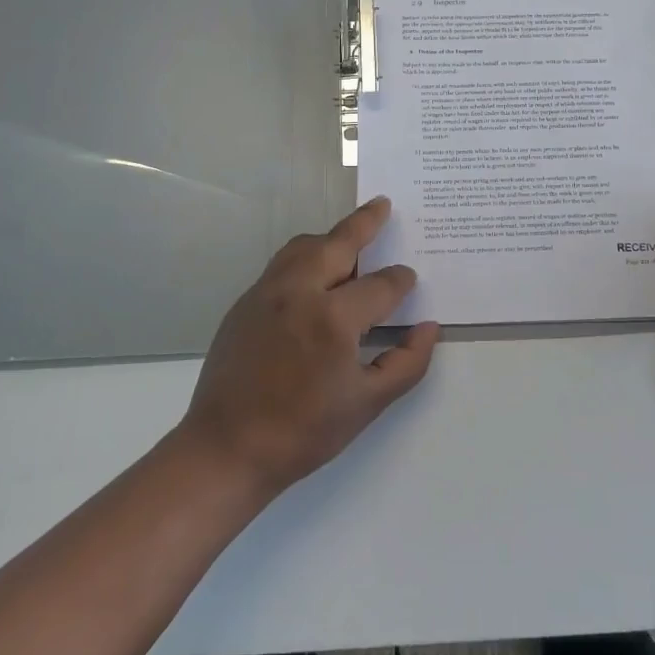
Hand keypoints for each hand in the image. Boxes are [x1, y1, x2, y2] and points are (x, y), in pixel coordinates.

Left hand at [177, 197, 440, 496]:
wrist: (227, 449)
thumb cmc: (304, 431)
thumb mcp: (367, 404)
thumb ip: (406, 363)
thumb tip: (428, 328)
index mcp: (333, 318)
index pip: (381, 285)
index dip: (401, 281)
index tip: (409, 281)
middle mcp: (299, 292)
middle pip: (338, 242)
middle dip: (365, 222)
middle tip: (382, 205)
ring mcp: (267, 292)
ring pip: (304, 246)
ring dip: (331, 238)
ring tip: (350, 240)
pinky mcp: (245, 302)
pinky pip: (282, 264)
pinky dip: (306, 257)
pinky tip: (316, 278)